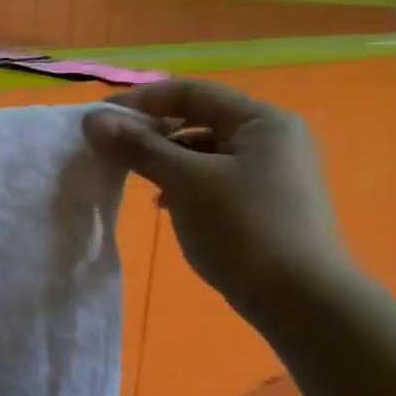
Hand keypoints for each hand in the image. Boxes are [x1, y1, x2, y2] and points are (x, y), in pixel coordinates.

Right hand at [83, 81, 351, 319]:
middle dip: (151, 131)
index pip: (191, 92)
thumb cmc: (243, 228)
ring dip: (164, 158)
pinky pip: (213, 177)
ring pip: (203, 150)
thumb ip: (138, 146)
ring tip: (134, 177)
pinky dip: (183, 181)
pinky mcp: (264, 202)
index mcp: (262, 121)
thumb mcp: (184, 181)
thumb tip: (92, 120)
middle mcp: (272, 138)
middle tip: (111, 147)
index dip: (142, 100)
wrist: (302, 303)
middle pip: (198, 119)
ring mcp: (271, 172)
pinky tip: (164, 203)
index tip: (101, 117)